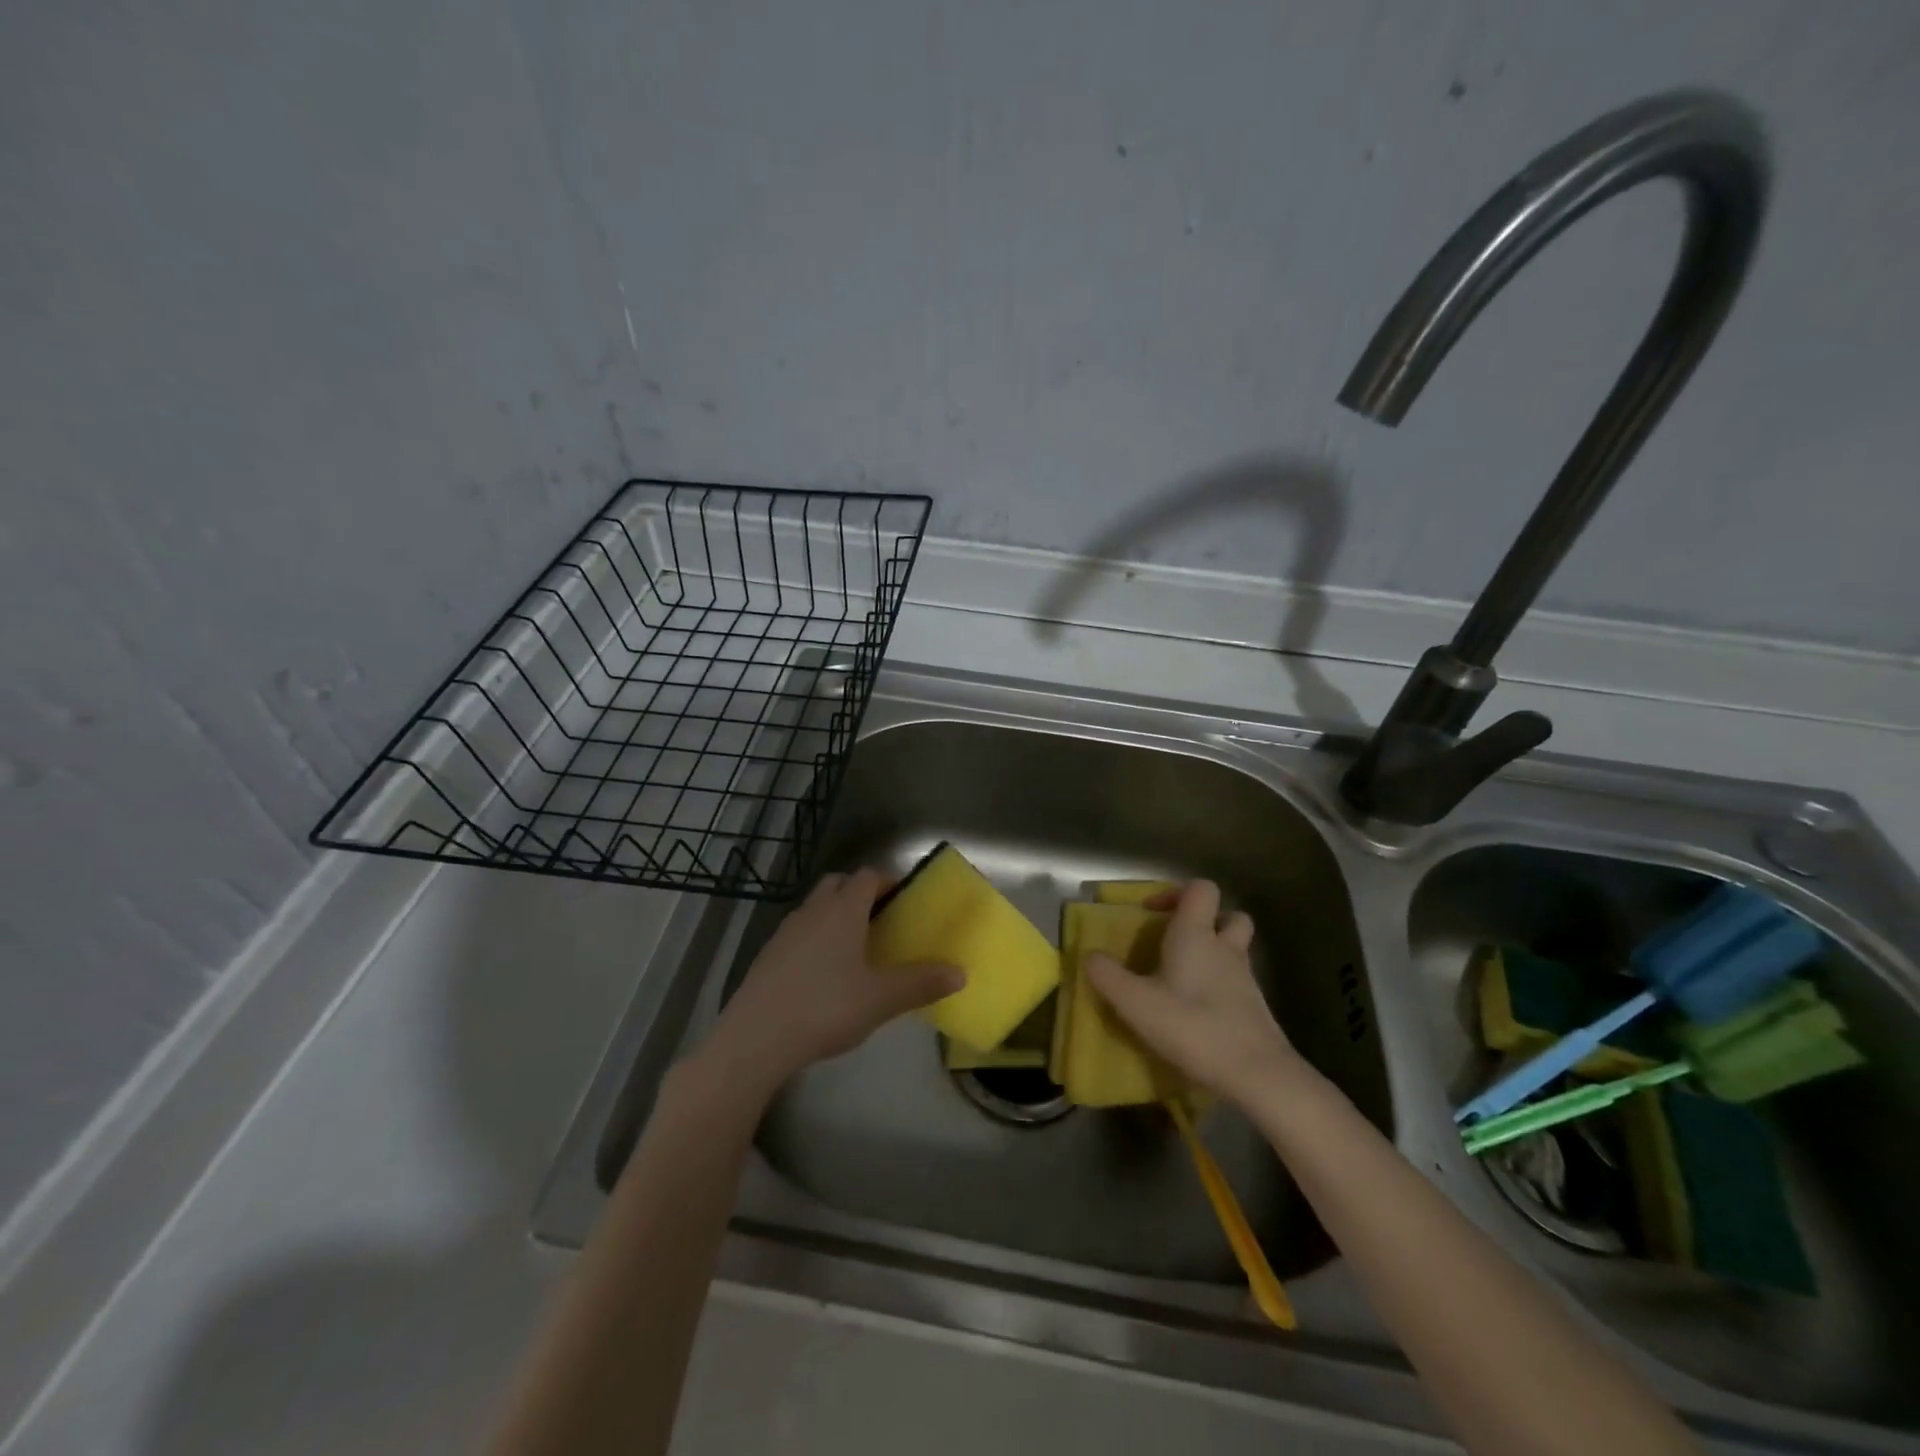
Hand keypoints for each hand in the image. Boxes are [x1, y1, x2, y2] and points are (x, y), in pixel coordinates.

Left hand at [704, 867, 962, 1092]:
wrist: (756, 1037)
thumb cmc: (826, 1008)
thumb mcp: (881, 999)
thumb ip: (921, 984)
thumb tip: (960, 973)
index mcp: (843, 911)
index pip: (868, 876)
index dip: (887, 881)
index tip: (904, 899)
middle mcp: (813, 911)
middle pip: (838, 884)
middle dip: (859, 893)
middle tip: (880, 919)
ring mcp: (785, 931)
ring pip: (815, 907)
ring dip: (835, 915)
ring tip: (854, 948)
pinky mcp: (767, 955)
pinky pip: (798, 932)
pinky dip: (814, 938)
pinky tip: (822, 974)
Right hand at [1084, 879, 1302, 1105]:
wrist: (1258, 1074)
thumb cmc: (1193, 1027)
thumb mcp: (1136, 1003)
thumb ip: (1108, 976)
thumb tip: (1090, 956)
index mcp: (1196, 935)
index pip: (1201, 889)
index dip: (1177, 892)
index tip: (1153, 913)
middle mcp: (1224, 947)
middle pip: (1228, 915)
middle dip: (1205, 921)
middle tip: (1177, 941)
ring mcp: (1245, 977)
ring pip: (1235, 948)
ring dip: (1214, 952)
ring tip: (1184, 976)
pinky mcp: (1256, 1007)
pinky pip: (1238, 980)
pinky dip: (1220, 984)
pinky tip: (1198, 1009)